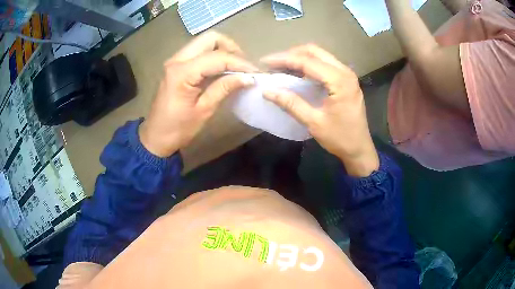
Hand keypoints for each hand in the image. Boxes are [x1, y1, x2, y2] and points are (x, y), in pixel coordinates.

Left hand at [139, 32, 257, 156]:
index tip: (255, 73)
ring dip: (222, 50)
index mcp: (182, 73)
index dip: (240, 63)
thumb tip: (248, 78)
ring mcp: (175, 60)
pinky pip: (198, 51)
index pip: (217, 58)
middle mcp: (177, 60)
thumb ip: (224, 88)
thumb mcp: (204, 110)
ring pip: (204, 42)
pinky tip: (222, 70)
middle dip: (231, 48)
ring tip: (235, 68)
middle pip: (210, 38)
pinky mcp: (176, 65)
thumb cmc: (178, 129)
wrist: (155, 137)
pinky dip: (213, 56)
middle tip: (243, 66)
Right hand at [261, 44, 378, 176]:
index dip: (283, 59)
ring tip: (282, 67)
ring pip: (320, 55)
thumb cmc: (340, 138)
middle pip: (314, 51)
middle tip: (273, 64)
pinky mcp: (346, 80)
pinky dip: (309, 65)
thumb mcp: (314, 122)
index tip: (264, 62)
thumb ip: (291, 104)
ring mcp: (347, 74)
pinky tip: (297, 73)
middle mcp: (345, 71)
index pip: (307, 61)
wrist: (359, 149)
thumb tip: (267, 91)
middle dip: (291, 54)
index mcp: (339, 80)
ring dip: (300, 58)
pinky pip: (325, 64)